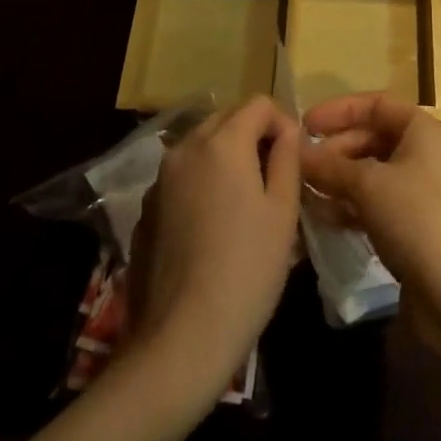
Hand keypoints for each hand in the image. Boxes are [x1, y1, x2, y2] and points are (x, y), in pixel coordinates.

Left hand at [127, 97, 300, 399]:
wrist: (182, 337)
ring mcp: (160, 179)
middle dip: (253, 133)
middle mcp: (185, 148)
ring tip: (246, 199)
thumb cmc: (247, 269)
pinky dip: (203, 180)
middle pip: (226, 117)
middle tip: (274, 175)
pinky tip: (214, 224)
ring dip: (227, 155)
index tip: (294, 156)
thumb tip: (287, 130)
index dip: (282, 121)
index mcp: (222, 143)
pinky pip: (182, 175)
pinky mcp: (146, 209)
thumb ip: (287, 157)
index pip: (258, 103)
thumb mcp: (283, 211)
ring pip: (201, 145)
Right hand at [300, 94, 440, 294]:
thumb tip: (297, 152)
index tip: (305, 124)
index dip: (339, 110)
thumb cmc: (416, 218)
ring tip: (305, 193)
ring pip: (372, 174)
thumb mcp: (368, 185)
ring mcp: (422, 191)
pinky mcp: (416, 226)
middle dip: (336, 150)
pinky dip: (351, 206)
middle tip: (302, 167)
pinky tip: (323, 218)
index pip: (377, 104)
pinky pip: (377, 203)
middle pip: (373, 138)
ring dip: (339, 180)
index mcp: (423, 130)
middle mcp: (425, 153)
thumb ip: (330, 165)